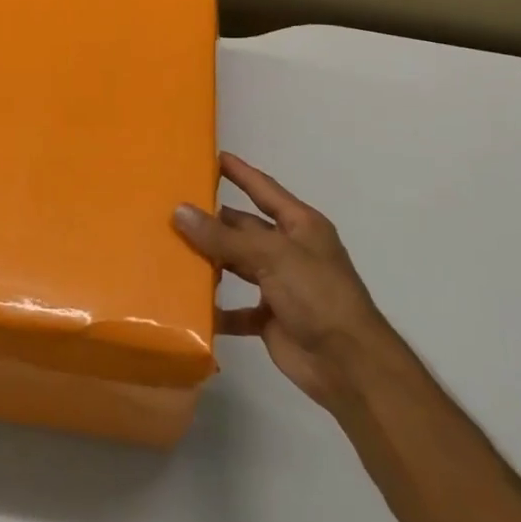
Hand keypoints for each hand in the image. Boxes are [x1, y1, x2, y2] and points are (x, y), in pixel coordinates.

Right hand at [174, 152, 383, 412]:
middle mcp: (289, 250)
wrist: (349, 365)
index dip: (240, 172)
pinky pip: (236, 308)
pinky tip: (190, 304)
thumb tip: (179, 211)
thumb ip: (224, 237)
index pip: (264, 189)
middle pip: (245, 228)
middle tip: (173, 208)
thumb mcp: (271, 257)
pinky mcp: (270, 317)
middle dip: (214, 220)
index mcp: (300, 226)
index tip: (212, 156)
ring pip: (237, 264)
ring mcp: (280, 285)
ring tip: (171, 250)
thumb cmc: (317, 295)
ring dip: (211, 261)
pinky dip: (217, 308)